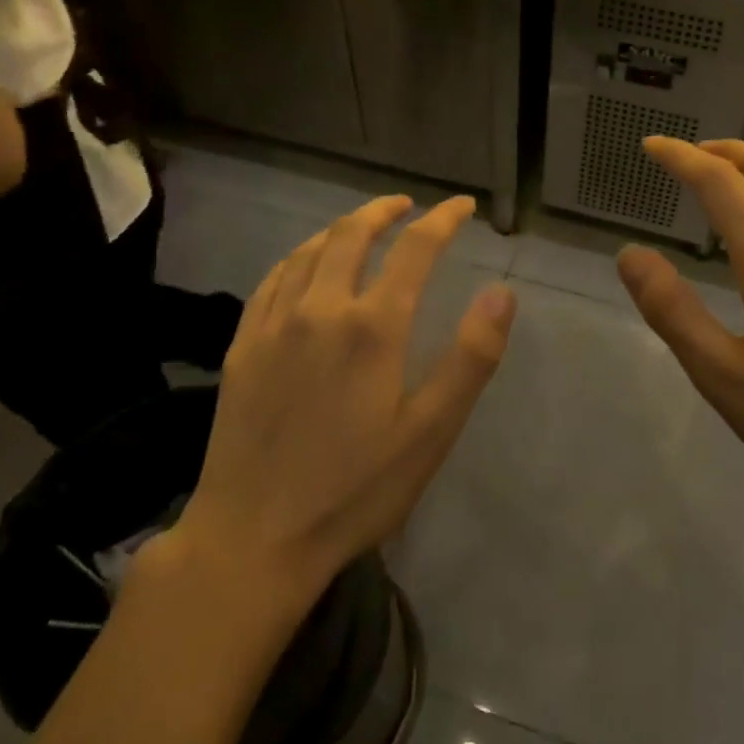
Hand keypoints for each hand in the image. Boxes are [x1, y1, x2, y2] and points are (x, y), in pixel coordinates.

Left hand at [173, 195, 516, 608]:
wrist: (254, 537)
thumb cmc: (355, 490)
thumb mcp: (431, 432)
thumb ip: (469, 357)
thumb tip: (501, 292)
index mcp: (372, 326)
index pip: (414, 249)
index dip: (442, 219)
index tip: (462, 205)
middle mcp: (320, 308)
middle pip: (352, 234)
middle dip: (384, 210)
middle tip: (406, 205)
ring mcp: (273, 325)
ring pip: (308, 250)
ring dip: (340, 228)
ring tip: (361, 225)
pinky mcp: (243, 346)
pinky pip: (272, 280)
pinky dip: (297, 257)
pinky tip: (303, 265)